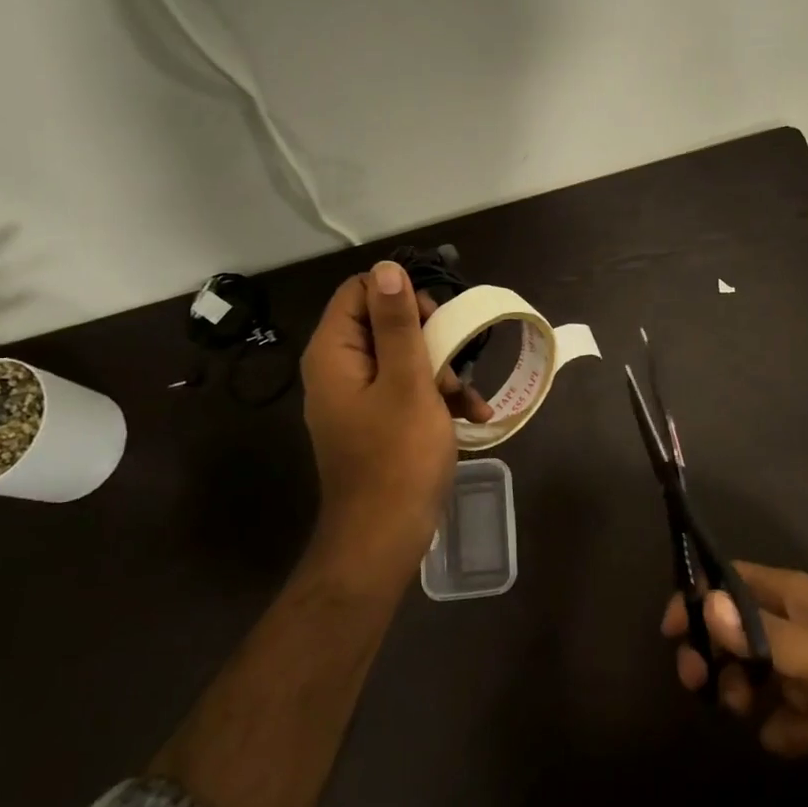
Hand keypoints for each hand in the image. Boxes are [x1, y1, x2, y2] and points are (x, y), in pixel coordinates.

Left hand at [301, 261, 491, 556]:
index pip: (359, 291)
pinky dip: (437, 397)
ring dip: (442, 370)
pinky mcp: (376, 422)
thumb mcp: (407, 382)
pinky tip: (473, 416)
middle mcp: (339, 369)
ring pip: (402, 357)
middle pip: (384, 323)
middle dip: (429, 337)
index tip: (435, 321)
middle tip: (454, 361)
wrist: (384, 538)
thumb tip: (385, 268)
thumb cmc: (398, 457)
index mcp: (334, 353)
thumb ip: (396, 323)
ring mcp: (357, 398)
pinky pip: (405, 391)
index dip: (400, 296)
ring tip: (467, 399)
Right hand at [663, 562, 807, 800]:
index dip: (698, 599)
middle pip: (731, 631)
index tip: (672, 633)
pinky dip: (790, 730)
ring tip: (764, 715)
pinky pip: (781, 716)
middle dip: (717, 659)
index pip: (728, 580)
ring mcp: (807, 668)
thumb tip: (705, 604)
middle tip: (702, 686)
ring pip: (752, 677)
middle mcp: (794, 624)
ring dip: (750, 699)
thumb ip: (761, 634)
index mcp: (792, 596)